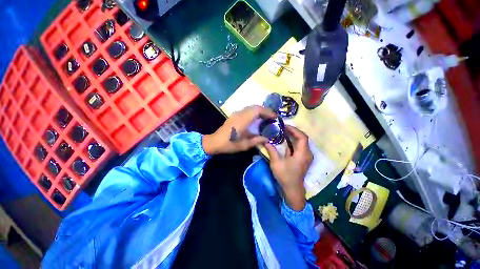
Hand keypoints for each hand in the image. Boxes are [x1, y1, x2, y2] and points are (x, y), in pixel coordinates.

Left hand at [202, 105, 276, 154]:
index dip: (267, 112)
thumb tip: (267, 139)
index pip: (257, 111)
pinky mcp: (234, 115)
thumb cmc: (229, 144)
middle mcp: (240, 114)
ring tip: (266, 117)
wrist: (215, 142)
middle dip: (265, 110)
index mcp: (243, 120)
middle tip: (272, 117)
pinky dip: (254, 111)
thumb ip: (257, 141)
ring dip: (260, 110)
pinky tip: (256, 118)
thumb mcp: (244, 145)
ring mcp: (236, 114)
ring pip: (251, 107)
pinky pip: (247, 110)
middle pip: (255, 107)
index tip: (275, 117)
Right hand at [264, 126, 312, 210]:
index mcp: (303, 154)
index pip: (302, 137)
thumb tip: (265, 141)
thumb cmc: (285, 176)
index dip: (294, 130)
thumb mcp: (276, 163)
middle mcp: (307, 153)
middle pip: (302, 138)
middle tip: (282, 128)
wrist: (292, 190)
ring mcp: (305, 156)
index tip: (284, 126)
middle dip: (293, 131)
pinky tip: (285, 141)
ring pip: (301, 142)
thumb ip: (271, 150)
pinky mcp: (302, 159)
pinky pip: (299, 147)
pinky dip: (292, 142)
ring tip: (282, 132)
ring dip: (293, 136)